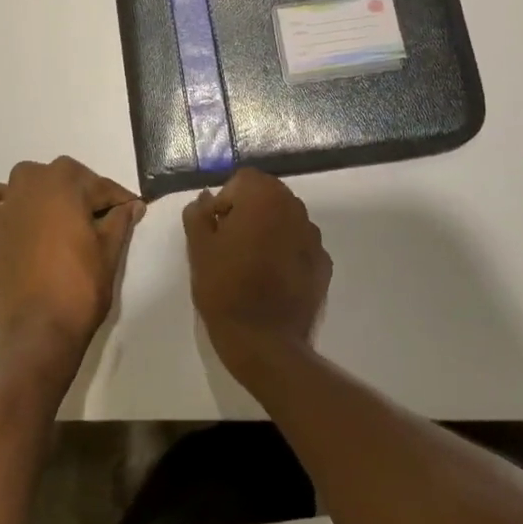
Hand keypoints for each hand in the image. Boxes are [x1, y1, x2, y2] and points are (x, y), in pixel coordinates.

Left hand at [0, 157, 144, 374]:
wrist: (39, 331)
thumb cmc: (80, 288)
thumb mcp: (109, 252)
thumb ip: (120, 221)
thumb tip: (133, 205)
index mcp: (65, 184)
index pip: (100, 185)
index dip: (119, 199)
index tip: (133, 209)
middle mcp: (33, 184)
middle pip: (65, 176)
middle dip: (86, 192)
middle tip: (104, 219)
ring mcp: (8, 206)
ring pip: (29, 179)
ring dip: (47, 188)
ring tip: (65, 215)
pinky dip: (3, 198)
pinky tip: (17, 212)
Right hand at [184, 168, 330, 377]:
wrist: (265, 344)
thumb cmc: (225, 288)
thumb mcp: (198, 248)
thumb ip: (198, 214)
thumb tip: (207, 199)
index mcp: (265, 197)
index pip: (242, 180)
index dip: (225, 201)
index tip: (216, 230)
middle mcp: (295, 208)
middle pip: (267, 196)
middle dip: (248, 212)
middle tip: (230, 246)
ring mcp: (314, 237)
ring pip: (285, 220)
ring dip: (269, 231)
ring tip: (251, 264)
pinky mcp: (324, 265)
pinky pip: (299, 246)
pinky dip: (286, 253)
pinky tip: (272, 280)